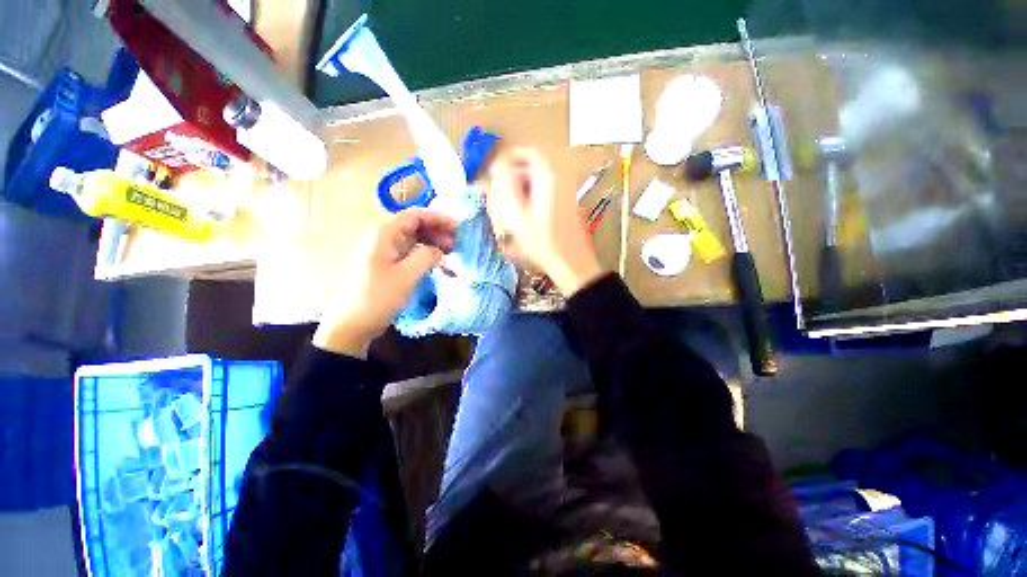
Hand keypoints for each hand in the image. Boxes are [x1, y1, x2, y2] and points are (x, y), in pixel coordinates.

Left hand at [314, 208, 457, 357]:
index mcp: (384, 234)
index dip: (438, 218)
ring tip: (451, 253)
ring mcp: (384, 251)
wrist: (353, 323)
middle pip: (415, 225)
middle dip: (438, 231)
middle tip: (457, 243)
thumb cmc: (378, 297)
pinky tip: (438, 263)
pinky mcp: (387, 264)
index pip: (415, 215)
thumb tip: (439, 249)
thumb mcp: (406, 276)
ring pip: (414, 239)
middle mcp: (383, 237)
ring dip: (433, 243)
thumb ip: (426, 256)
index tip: (458, 228)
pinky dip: (426, 255)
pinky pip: (410, 252)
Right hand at [489, 148, 603, 295]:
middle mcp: (561, 178)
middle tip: (503, 191)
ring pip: (541, 179)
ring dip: (524, 186)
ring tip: (511, 205)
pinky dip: (534, 196)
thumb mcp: (517, 214)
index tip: (498, 170)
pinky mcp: (568, 204)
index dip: (512, 157)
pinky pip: (548, 191)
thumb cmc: (542, 241)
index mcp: (549, 176)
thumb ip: (506, 185)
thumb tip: (499, 164)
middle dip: (516, 174)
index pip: (530, 152)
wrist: (571, 263)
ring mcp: (567, 191)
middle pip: (536, 165)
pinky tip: (526, 214)